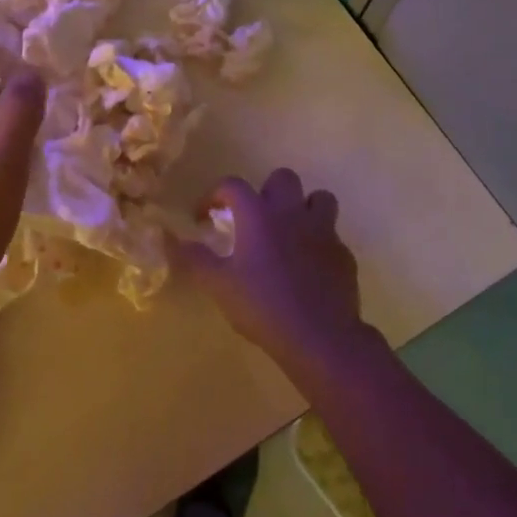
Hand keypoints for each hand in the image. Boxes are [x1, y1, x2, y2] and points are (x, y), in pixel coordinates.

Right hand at [173, 168, 371, 371]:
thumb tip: (173, 240)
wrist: (320, 337)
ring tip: (289, 230)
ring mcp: (323, 231)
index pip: (232, 185)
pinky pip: (332, 235)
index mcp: (258, 215)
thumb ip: (194, 259)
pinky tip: (309, 266)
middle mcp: (291, 212)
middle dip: (266, 191)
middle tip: (254, 217)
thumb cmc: (263, 306)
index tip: (204, 217)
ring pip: (318, 198)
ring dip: (302, 207)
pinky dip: (319, 242)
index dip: (213, 195)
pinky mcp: (343, 254)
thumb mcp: (218, 286)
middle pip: (282, 178)